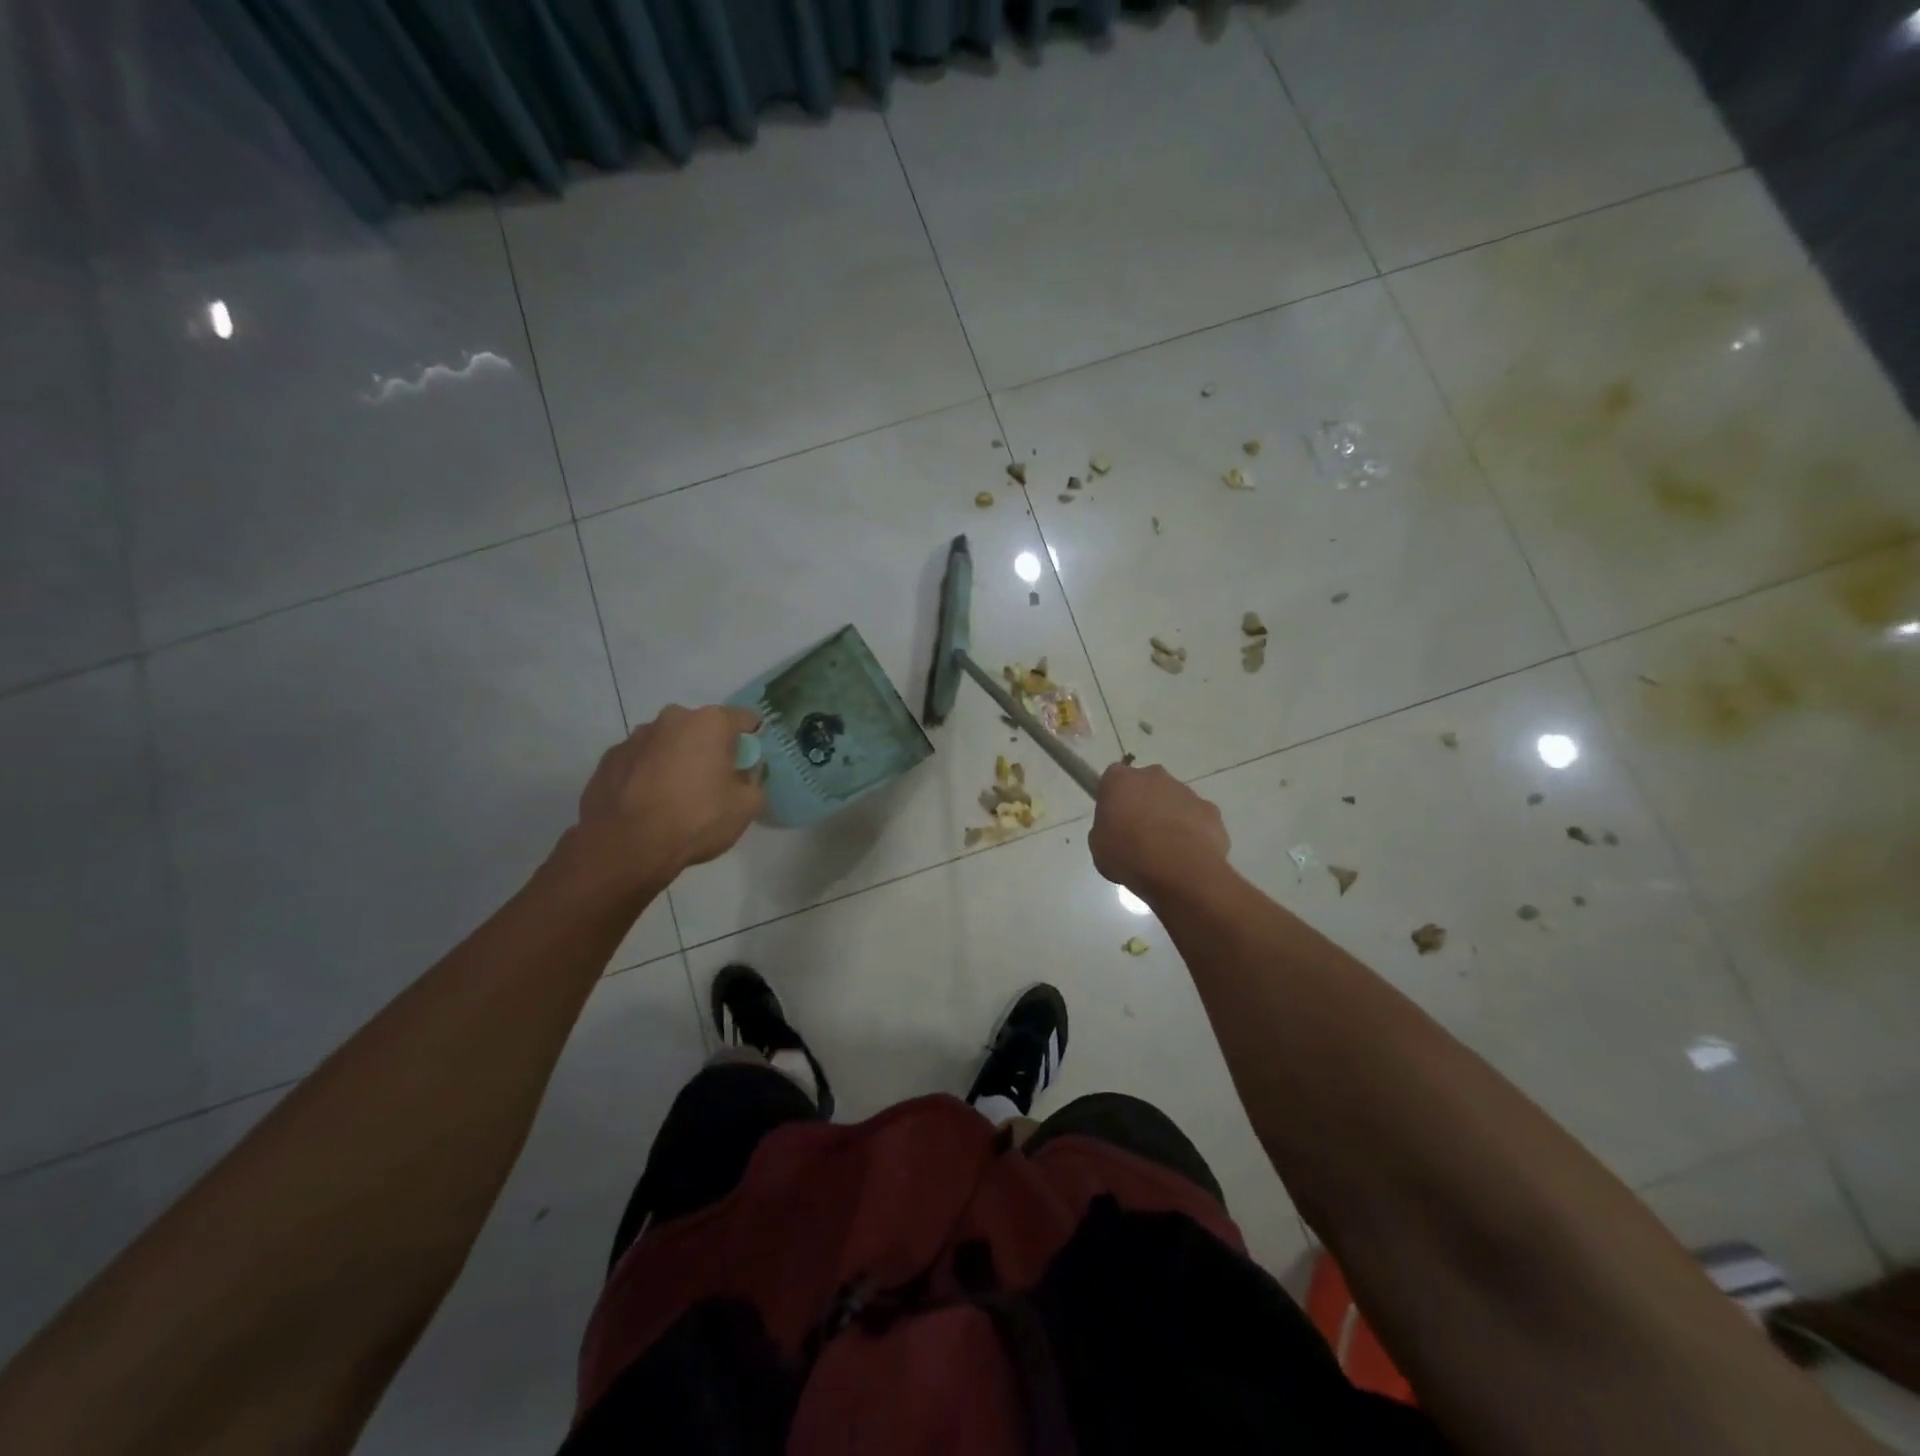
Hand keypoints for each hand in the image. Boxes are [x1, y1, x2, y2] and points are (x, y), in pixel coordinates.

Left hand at [573, 705, 765, 881]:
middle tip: (713, 782)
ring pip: (669, 742)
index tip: (750, 763)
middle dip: (711, 749)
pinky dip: (649, 773)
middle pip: (703, 728)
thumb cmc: (695, 819)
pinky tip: (649, 802)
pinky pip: (642, 760)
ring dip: (677, 759)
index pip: (746, 719)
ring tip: (676, 795)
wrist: (625, 847)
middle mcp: (672, 718)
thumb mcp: (747, 806)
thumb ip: (755, 780)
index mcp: (710, 723)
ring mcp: (636, 736)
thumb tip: (746, 772)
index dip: (752, 740)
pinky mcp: (610, 758)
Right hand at [1088, 762, 1229, 897]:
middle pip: (1146, 785)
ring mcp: (1185, 791)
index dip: (1113, 798)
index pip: (1113, 779)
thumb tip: (1117, 830)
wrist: (1179, 870)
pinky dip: (1193, 832)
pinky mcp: (1210, 810)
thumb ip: (1106, 829)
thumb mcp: (1099, 846)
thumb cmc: (1129, 855)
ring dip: (1169, 818)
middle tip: (1139, 835)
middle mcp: (1153, 776)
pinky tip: (1188, 856)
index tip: (1113, 819)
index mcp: (1120, 780)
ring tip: (1166, 851)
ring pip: (1173, 800)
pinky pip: (1197, 818)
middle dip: (1144, 803)